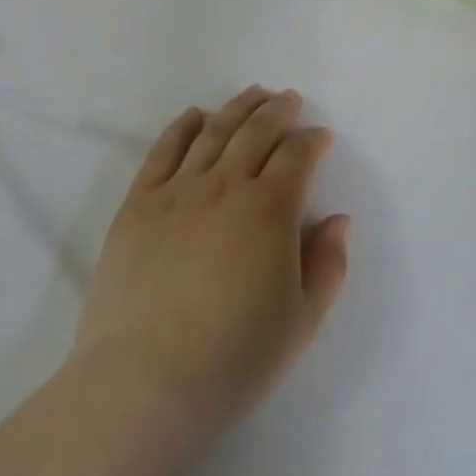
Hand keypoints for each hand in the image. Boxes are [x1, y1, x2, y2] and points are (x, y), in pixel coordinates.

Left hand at [72, 87, 351, 440]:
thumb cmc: (234, 358)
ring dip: (236, 108)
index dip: (312, 141)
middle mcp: (225, 185)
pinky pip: (164, 149)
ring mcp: (177, 190)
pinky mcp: (139, 202)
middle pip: (255, 132)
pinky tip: (195, 115)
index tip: (321, 136)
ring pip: (213, 132)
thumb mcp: (301, 322)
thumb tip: (337, 219)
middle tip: (289, 98)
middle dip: (277, 110)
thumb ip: (327, 264)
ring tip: (252, 94)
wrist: (144, 380)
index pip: (296, 156)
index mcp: (269, 210)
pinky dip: (183, 126)